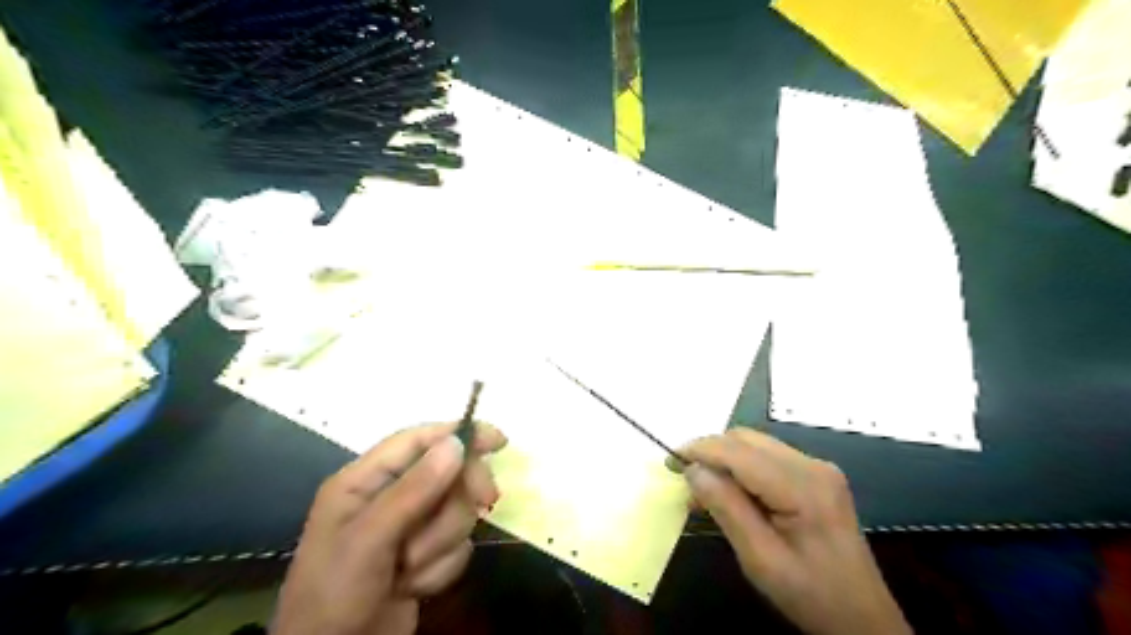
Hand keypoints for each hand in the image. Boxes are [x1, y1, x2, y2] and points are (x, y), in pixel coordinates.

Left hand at [272, 423, 508, 634]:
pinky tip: (414, 586)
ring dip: (442, 541)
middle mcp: (390, 497)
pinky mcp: (425, 555)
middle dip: (460, 495)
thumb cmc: (336, 592)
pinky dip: (442, 566)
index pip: (418, 440)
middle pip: (447, 473)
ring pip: (456, 511)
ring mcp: (410, 527)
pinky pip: (457, 545)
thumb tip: (456, 443)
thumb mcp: (369, 539)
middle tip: (485, 502)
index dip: (459, 434)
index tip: (499, 440)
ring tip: (410, 568)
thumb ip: (413, 490)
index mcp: (365, 480)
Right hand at [671, 427, 908, 633]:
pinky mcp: (816, 477)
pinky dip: (741, 469)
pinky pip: (767, 458)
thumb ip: (726, 508)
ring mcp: (817, 468)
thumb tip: (693, 470)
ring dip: (724, 460)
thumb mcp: (760, 559)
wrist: (863, 619)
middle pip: (746, 439)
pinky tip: (730, 494)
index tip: (670, 461)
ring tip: (703, 493)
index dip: (700, 450)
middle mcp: (812, 465)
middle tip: (684, 480)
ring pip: (755, 445)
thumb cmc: (811, 595)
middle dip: (710, 453)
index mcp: (803, 486)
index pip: (738, 451)